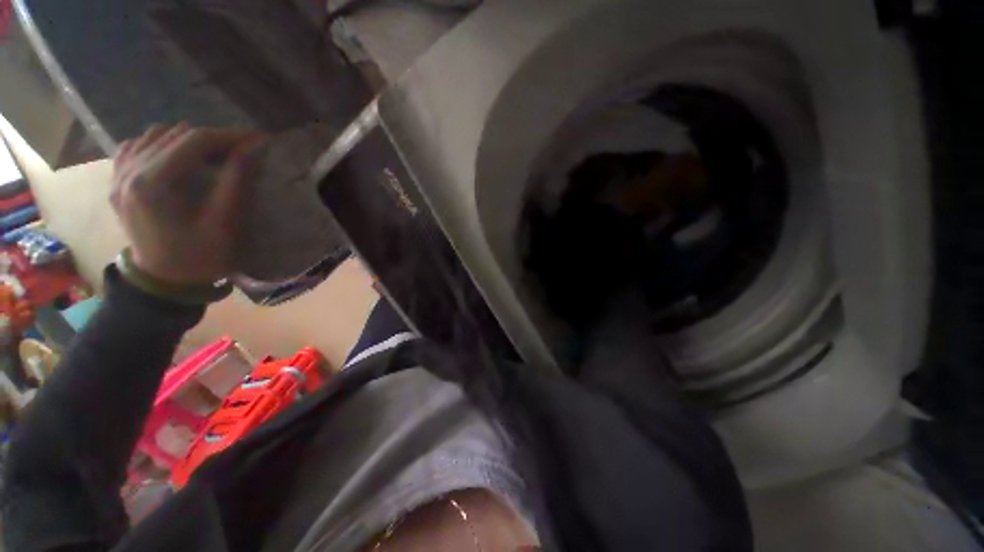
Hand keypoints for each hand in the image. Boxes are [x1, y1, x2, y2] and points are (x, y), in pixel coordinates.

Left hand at [111, 124, 261, 284]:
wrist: (164, 282)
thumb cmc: (199, 257)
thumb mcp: (224, 224)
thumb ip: (235, 182)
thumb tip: (252, 149)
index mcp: (153, 184)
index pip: (194, 140)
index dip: (229, 136)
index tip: (258, 140)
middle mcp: (129, 171)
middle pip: (175, 134)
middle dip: (212, 138)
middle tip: (239, 152)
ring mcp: (117, 175)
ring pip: (155, 134)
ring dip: (187, 140)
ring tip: (211, 155)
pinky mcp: (115, 180)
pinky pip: (136, 145)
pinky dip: (160, 144)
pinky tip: (176, 157)